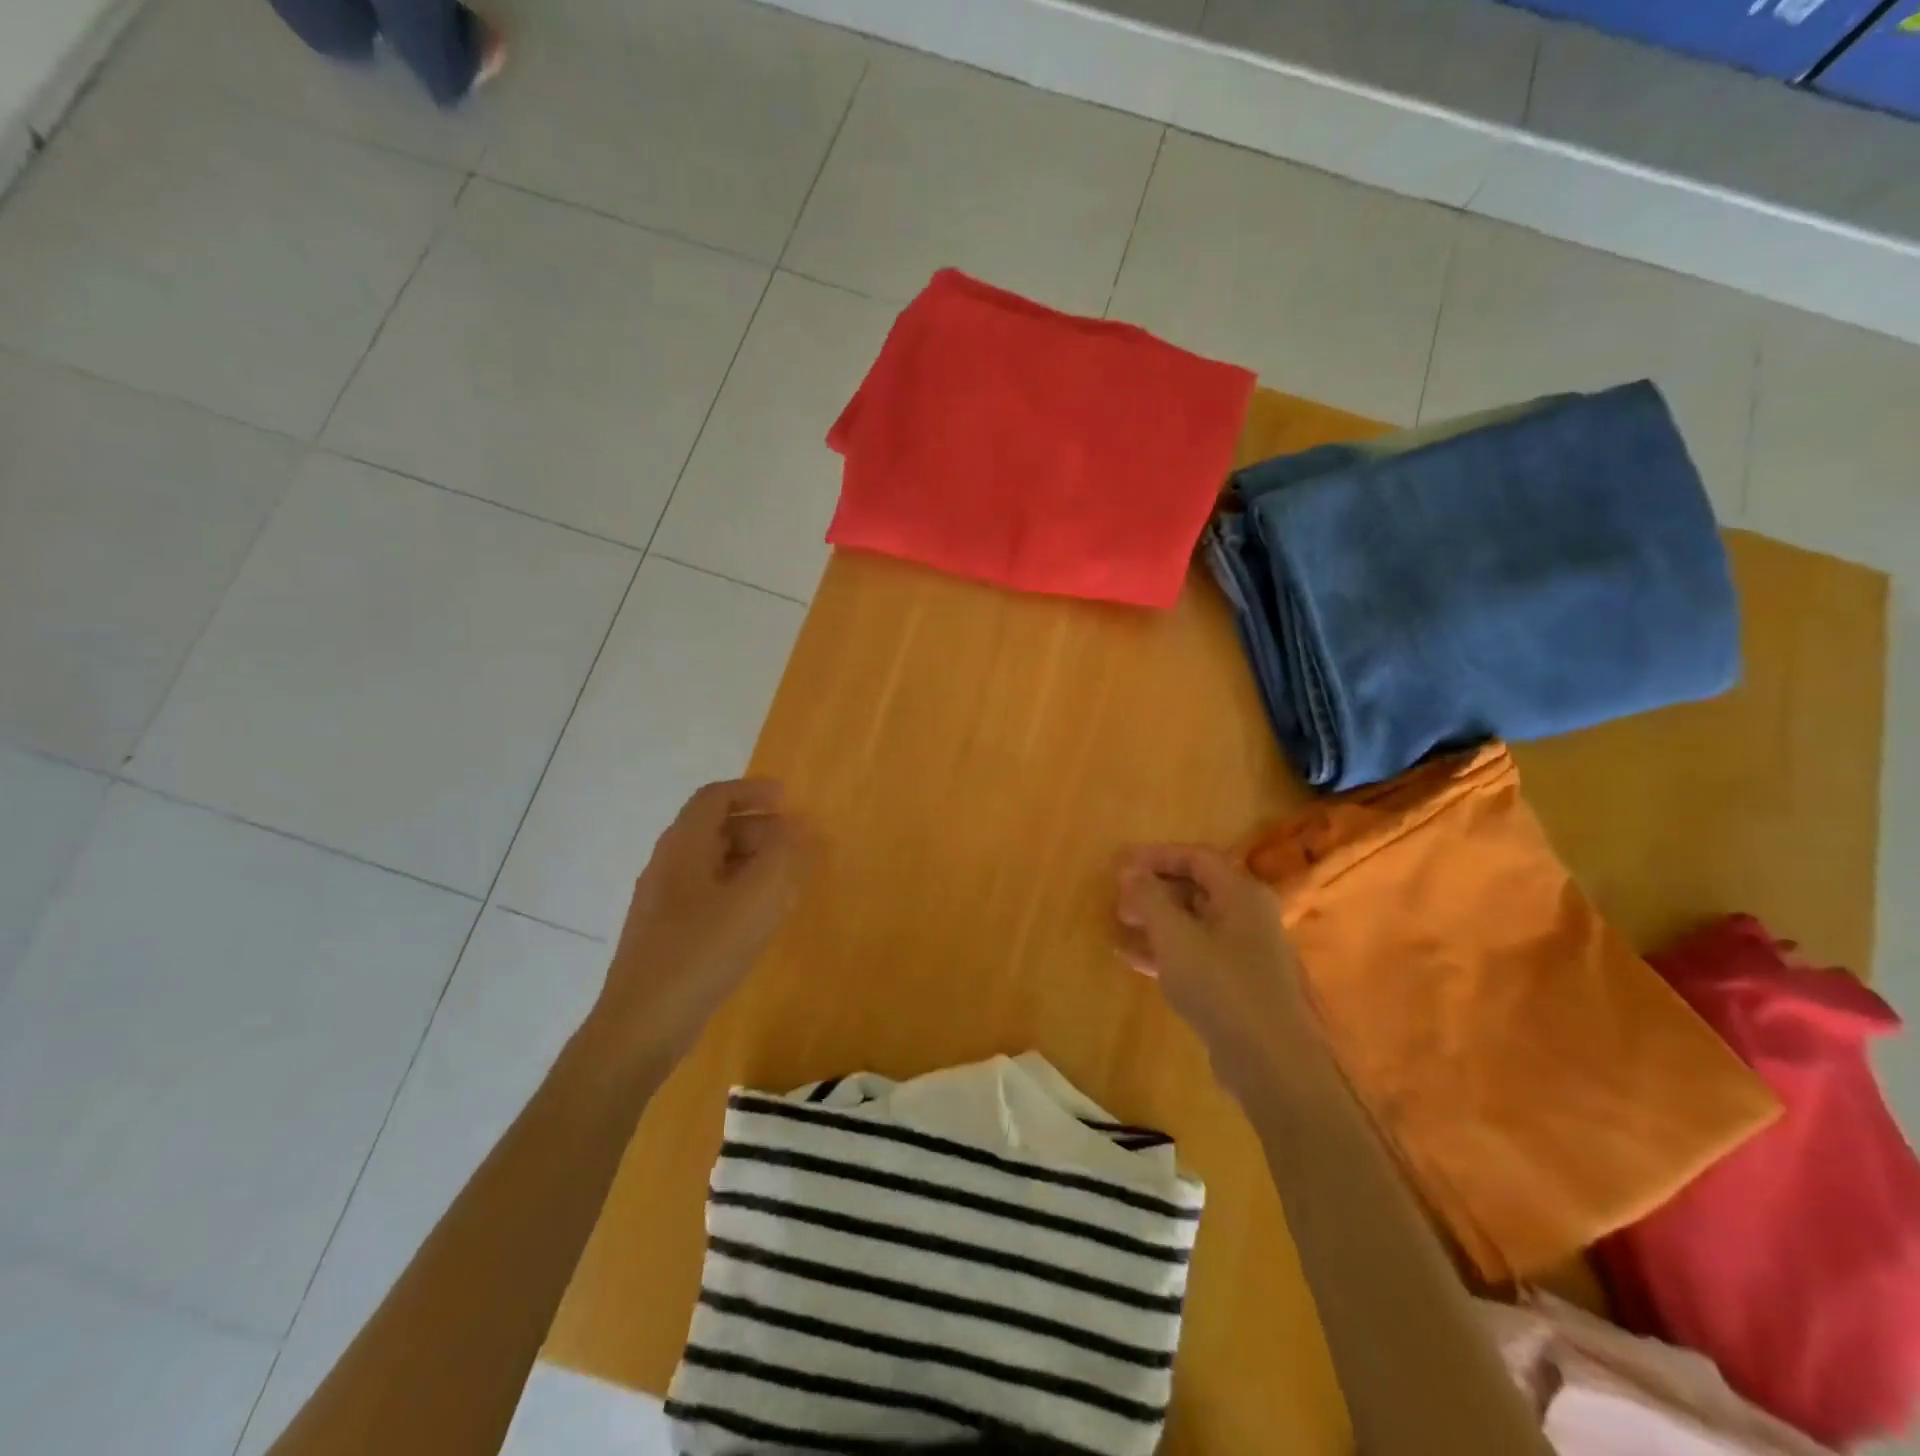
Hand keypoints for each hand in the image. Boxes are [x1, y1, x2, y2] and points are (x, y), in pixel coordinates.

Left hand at [597, 779, 814, 1068]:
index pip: (715, 798)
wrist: (641, 1026)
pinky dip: (740, 889)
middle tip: (797, 842)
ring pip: (713, 863)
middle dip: (760, 827)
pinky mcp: (668, 934)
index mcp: (682, 848)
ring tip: (787, 877)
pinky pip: (710, 893)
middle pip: (714, 828)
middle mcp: (668, 866)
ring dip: (752, 859)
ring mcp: (664, 902)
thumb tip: (800, 828)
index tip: (788, 798)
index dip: (752, 791)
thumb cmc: (700, 953)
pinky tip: (761, 915)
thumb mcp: (754, 901)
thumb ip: (783, 858)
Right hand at [1116, 844, 1319, 1092]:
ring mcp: (1245, 952)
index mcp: (1241, 893)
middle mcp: (1248, 915)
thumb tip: (1129, 869)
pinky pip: (1196, 954)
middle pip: (1196, 888)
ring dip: (1156, 921)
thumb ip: (1149, 898)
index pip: (1196, 857)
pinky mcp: (1237, 984)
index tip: (1120, 865)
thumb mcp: (1175, 936)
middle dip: (1153, 890)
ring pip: (1193, 923)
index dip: (1156, 856)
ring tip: (1119, 925)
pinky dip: (1166, 951)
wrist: (1270, 1062)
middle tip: (1118, 898)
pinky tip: (1133, 960)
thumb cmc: (1221, 986)